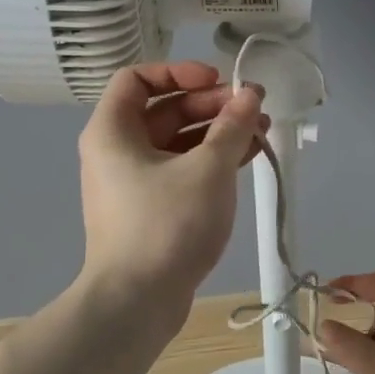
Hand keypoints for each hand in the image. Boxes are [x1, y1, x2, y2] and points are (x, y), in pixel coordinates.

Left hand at [77, 62, 265, 313]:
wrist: (138, 301)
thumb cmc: (167, 224)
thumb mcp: (207, 169)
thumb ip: (231, 126)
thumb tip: (250, 95)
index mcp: (113, 131)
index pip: (137, 79)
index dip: (179, 72)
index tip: (218, 81)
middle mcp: (117, 151)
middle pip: (164, 110)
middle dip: (211, 105)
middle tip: (253, 107)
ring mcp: (134, 183)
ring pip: (178, 142)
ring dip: (218, 132)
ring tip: (262, 130)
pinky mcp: (152, 209)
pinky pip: (182, 170)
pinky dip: (212, 161)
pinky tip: (249, 156)